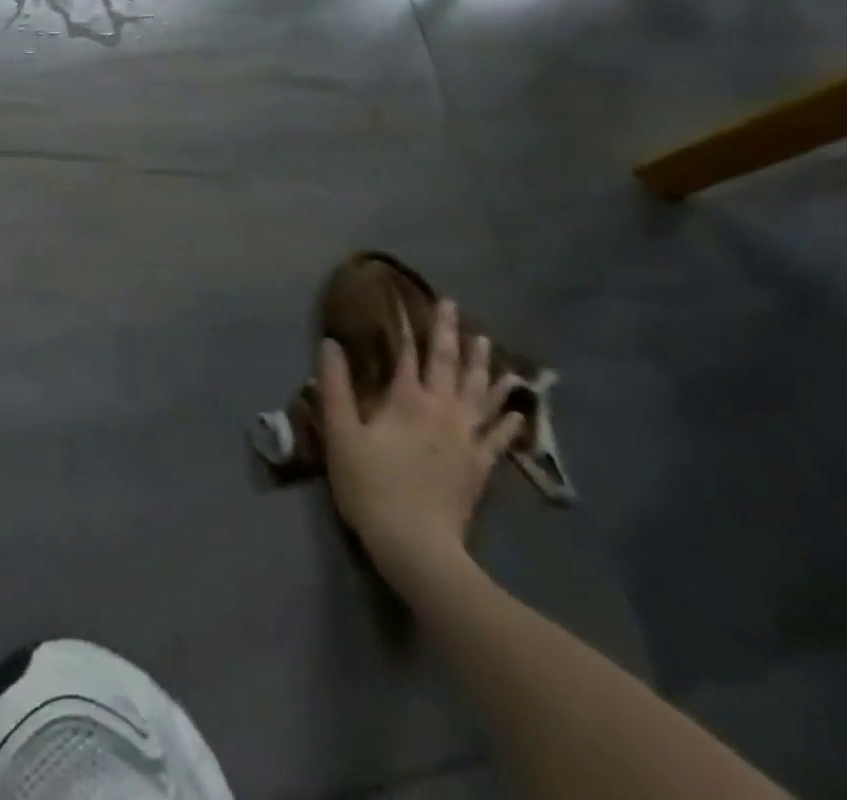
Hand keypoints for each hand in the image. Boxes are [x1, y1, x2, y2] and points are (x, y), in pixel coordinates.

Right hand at [318, 300, 522, 597]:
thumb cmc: (371, 486)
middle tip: (453, 306)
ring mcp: (466, 439)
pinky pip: (497, 437)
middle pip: (448, 364)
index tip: (408, 300)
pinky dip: (507, 419)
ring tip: (487, 342)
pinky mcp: (480, 467)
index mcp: (407, 400)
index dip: (407, 325)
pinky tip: (516, 410)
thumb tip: (330, 343)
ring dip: (483, 365)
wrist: (417, 546)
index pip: (407, 353)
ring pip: (479, 393)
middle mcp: (442, 411)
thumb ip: (335, 387)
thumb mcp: (341, 435)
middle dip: (449, 332)